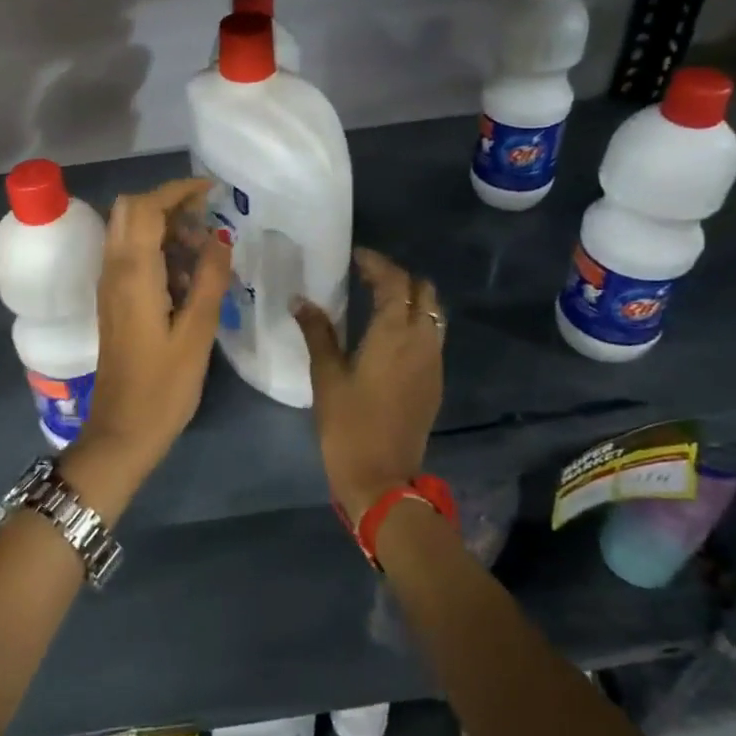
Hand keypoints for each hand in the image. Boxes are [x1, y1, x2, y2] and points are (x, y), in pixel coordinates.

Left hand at [66, 179, 230, 508]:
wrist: (122, 431)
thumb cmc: (164, 387)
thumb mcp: (196, 333)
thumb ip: (209, 279)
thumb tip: (220, 237)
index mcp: (133, 273)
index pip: (146, 207)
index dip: (178, 190)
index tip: (212, 191)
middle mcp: (113, 270)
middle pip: (131, 211)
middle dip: (168, 204)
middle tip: (207, 219)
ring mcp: (109, 286)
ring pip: (129, 232)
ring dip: (164, 228)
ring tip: (204, 253)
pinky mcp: (113, 301)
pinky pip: (130, 257)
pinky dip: (157, 251)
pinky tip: (187, 279)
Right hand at [294, 248, 444, 521]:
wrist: (382, 479)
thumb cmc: (348, 425)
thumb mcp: (326, 375)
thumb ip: (317, 332)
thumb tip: (301, 300)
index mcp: (394, 333)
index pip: (394, 281)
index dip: (377, 263)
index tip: (355, 256)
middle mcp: (422, 340)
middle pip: (423, 290)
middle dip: (398, 276)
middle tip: (366, 276)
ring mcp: (433, 361)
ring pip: (433, 312)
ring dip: (411, 298)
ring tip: (377, 299)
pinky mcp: (435, 381)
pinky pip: (433, 335)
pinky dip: (416, 321)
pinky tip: (389, 333)